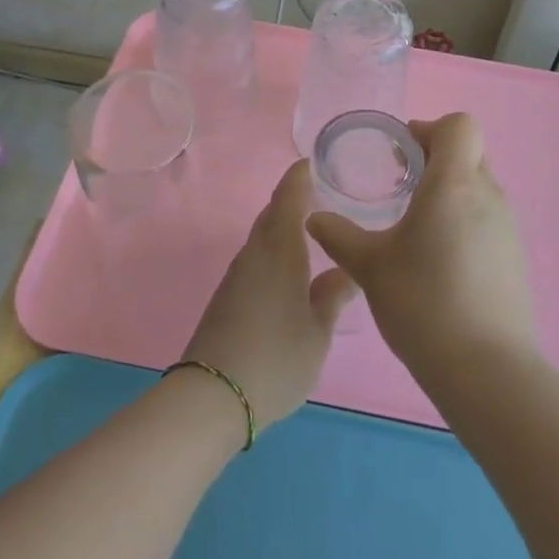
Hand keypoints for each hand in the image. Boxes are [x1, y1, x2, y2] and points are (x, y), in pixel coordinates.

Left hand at [182, 160, 356, 431]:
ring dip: (282, 226)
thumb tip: (346, 272)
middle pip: (272, 214)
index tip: (312, 162)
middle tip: (320, 195)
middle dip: (292, 199)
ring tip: (309, 231)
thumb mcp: (317, 333)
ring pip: (262, 236)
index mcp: (280, 251)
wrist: (212, 396)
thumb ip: (332, 298)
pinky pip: (255, 257)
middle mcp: (255, 254)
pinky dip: (272, 249)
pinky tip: (287, 268)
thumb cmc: (276, 359)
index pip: (289, 199)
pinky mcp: (227, 295)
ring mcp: (237, 275)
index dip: (299, 177)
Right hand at [306, 113, 537, 381]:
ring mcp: (508, 227)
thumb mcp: (369, 266)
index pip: (459, 125)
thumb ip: (339, 235)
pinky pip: (488, 219)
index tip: (401, 154)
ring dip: (450, 191)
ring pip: (479, 186)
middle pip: (469, 152)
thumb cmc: (423, 303)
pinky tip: (439, 260)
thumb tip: (314, 218)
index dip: (430, 129)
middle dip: (435, 158)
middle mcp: (488, 195)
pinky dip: (464, 221)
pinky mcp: (515, 257)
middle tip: (401, 184)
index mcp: (454, 183)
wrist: (486, 370)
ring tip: (416, 225)